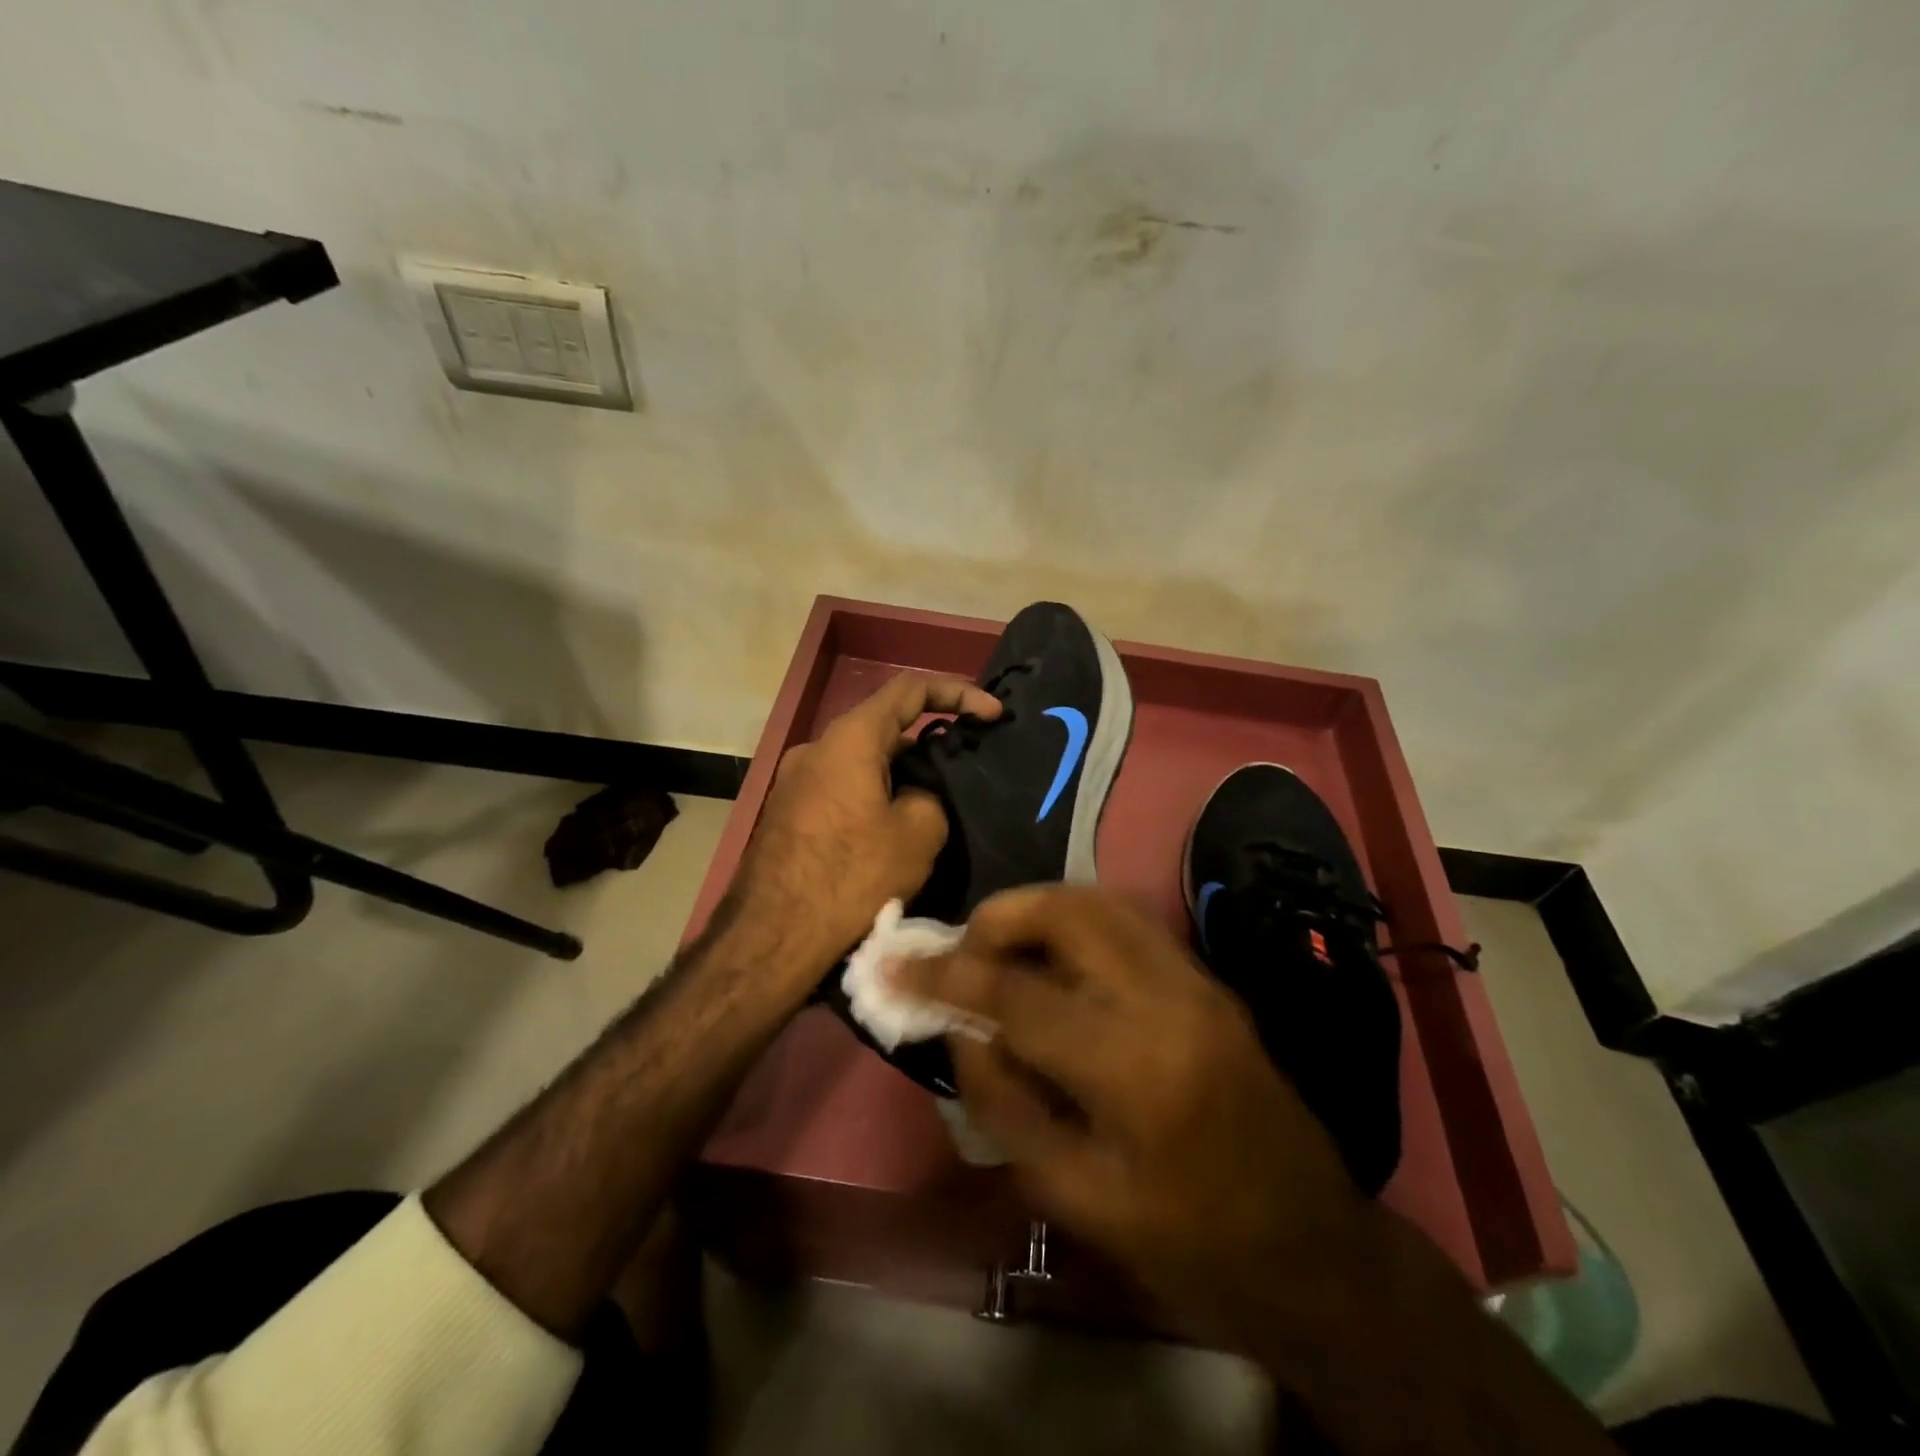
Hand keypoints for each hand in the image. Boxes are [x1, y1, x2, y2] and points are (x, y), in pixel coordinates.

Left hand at [732, 672, 1001, 984]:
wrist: (771, 937)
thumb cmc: (851, 877)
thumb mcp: (917, 834)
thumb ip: (930, 797)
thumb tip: (915, 797)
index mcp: (850, 738)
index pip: (911, 689)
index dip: (960, 693)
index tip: (993, 716)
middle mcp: (816, 748)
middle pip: (884, 728)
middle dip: (929, 745)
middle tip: (963, 777)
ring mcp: (794, 781)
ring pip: (862, 763)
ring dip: (899, 777)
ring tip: (932, 813)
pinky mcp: (786, 814)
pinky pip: (841, 790)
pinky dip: (873, 798)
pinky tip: (889, 837)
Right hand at [896, 884, 1372, 1346]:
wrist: (1312, 1250)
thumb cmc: (1187, 1245)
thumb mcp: (1074, 1197)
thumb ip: (1004, 1102)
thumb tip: (961, 1030)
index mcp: (1133, 1068)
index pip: (1015, 995)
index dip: (944, 975)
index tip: (894, 966)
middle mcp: (1168, 999)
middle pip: (1066, 911)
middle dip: (1000, 916)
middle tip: (963, 953)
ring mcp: (1196, 980)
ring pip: (1100, 901)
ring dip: (1038, 910)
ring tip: (1002, 951)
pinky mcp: (1208, 979)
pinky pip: (1128, 922)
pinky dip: (1076, 922)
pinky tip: (1055, 960)